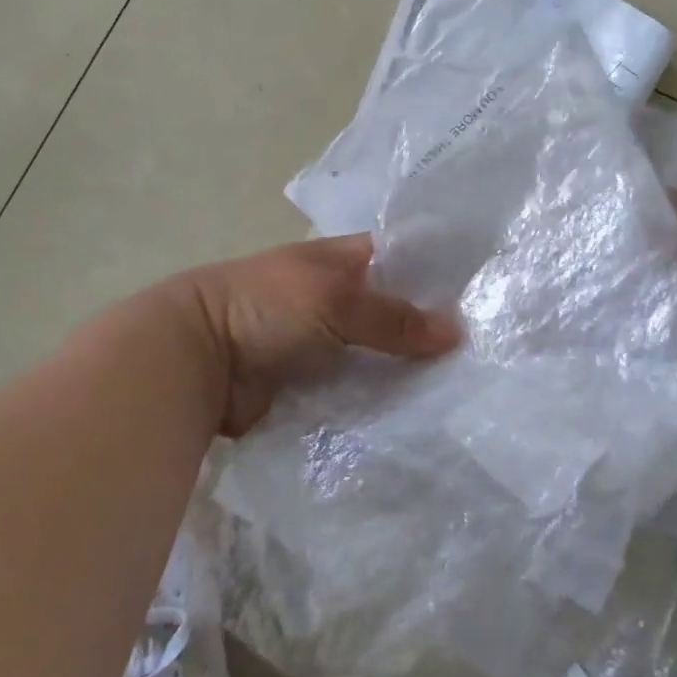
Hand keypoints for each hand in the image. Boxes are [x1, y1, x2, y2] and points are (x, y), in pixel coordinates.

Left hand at [171, 234, 459, 436]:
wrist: (193, 361)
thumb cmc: (264, 308)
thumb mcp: (333, 299)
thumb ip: (393, 316)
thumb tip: (457, 331)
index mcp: (339, 260)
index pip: (400, 260)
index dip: (436, 274)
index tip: (481, 298)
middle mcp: (335, 298)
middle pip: (391, 312)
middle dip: (427, 330)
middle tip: (483, 353)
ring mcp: (323, 344)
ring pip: (376, 355)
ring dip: (406, 371)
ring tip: (463, 390)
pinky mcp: (312, 386)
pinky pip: (355, 391)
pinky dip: (379, 401)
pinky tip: (419, 416)